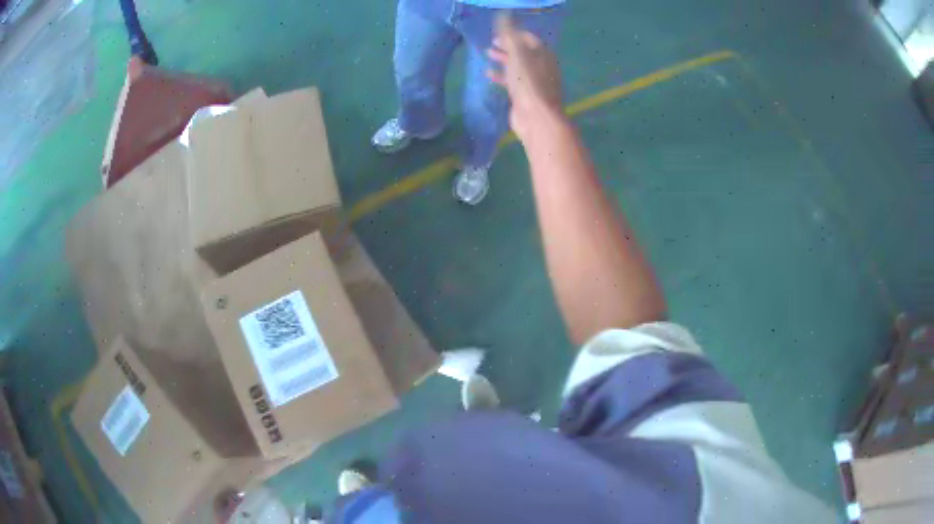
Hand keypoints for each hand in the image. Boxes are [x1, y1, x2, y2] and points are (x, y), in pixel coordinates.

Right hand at [487, 14, 565, 141]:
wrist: (536, 117)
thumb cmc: (528, 82)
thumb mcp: (517, 54)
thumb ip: (510, 35)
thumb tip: (504, 16)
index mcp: (543, 54)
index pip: (529, 39)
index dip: (514, 34)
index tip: (498, 35)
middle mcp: (542, 66)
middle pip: (523, 52)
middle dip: (507, 47)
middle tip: (491, 45)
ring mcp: (535, 82)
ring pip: (518, 66)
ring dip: (503, 60)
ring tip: (487, 56)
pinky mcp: (527, 96)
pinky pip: (513, 81)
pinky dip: (502, 76)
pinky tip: (489, 75)